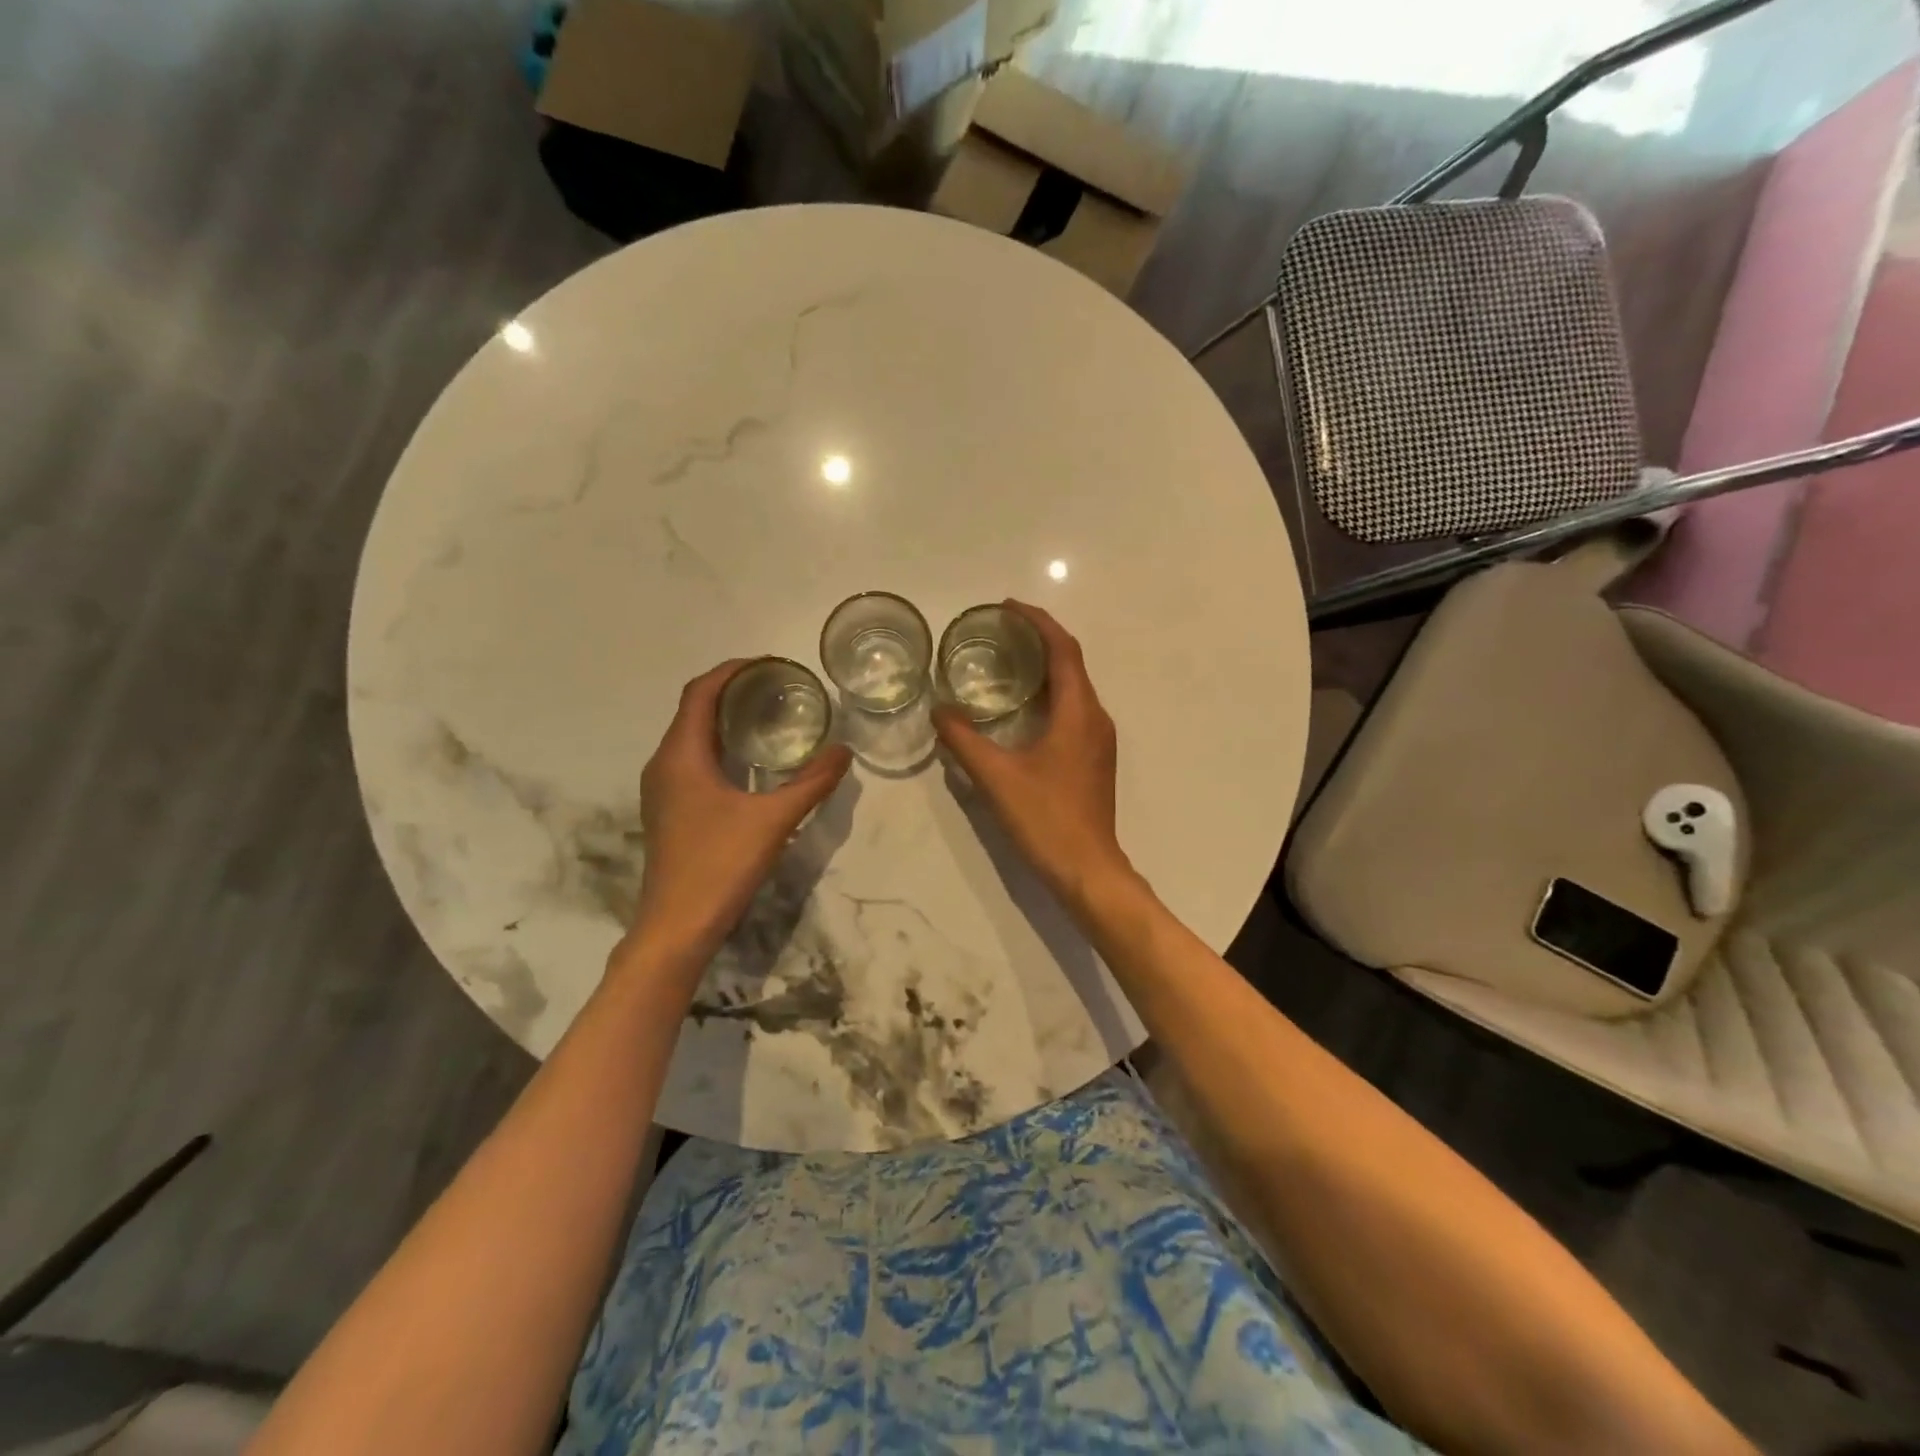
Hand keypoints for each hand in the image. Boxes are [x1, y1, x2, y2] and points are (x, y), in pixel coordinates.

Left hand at [624, 660, 851, 969]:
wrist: (676, 927)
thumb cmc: (719, 865)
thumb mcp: (774, 820)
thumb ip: (812, 783)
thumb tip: (845, 751)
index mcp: (681, 755)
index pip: (700, 692)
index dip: (732, 671)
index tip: (768, 664)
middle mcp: (664, 764)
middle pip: (694, 710)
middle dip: (733, 692)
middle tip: (778, 688)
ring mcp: (663, 790)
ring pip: (692, 737)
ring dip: (725, 721)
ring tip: (769, 717)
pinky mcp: (669, 811)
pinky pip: (693, 761)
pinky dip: (720, 748)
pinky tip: (752, 764)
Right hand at [932, 602, 1134, 909]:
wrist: (1088, 868)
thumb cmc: (1046, 818)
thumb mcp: (996, 777)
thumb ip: (964, 740)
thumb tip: (938, 711)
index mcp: (1078, 711)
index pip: (1063, 649)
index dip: (1038, 622)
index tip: (1008, 607)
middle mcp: (1095, 718)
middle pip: (1071, 664)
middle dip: (1039, 641)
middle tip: (1000, 633)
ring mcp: (1098, 740)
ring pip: (1073, 689)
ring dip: (1044, 669)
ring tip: (1006, 664)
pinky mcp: (1094, 760)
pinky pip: (1073, 711)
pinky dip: (1048, 696)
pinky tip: (1021, 710)